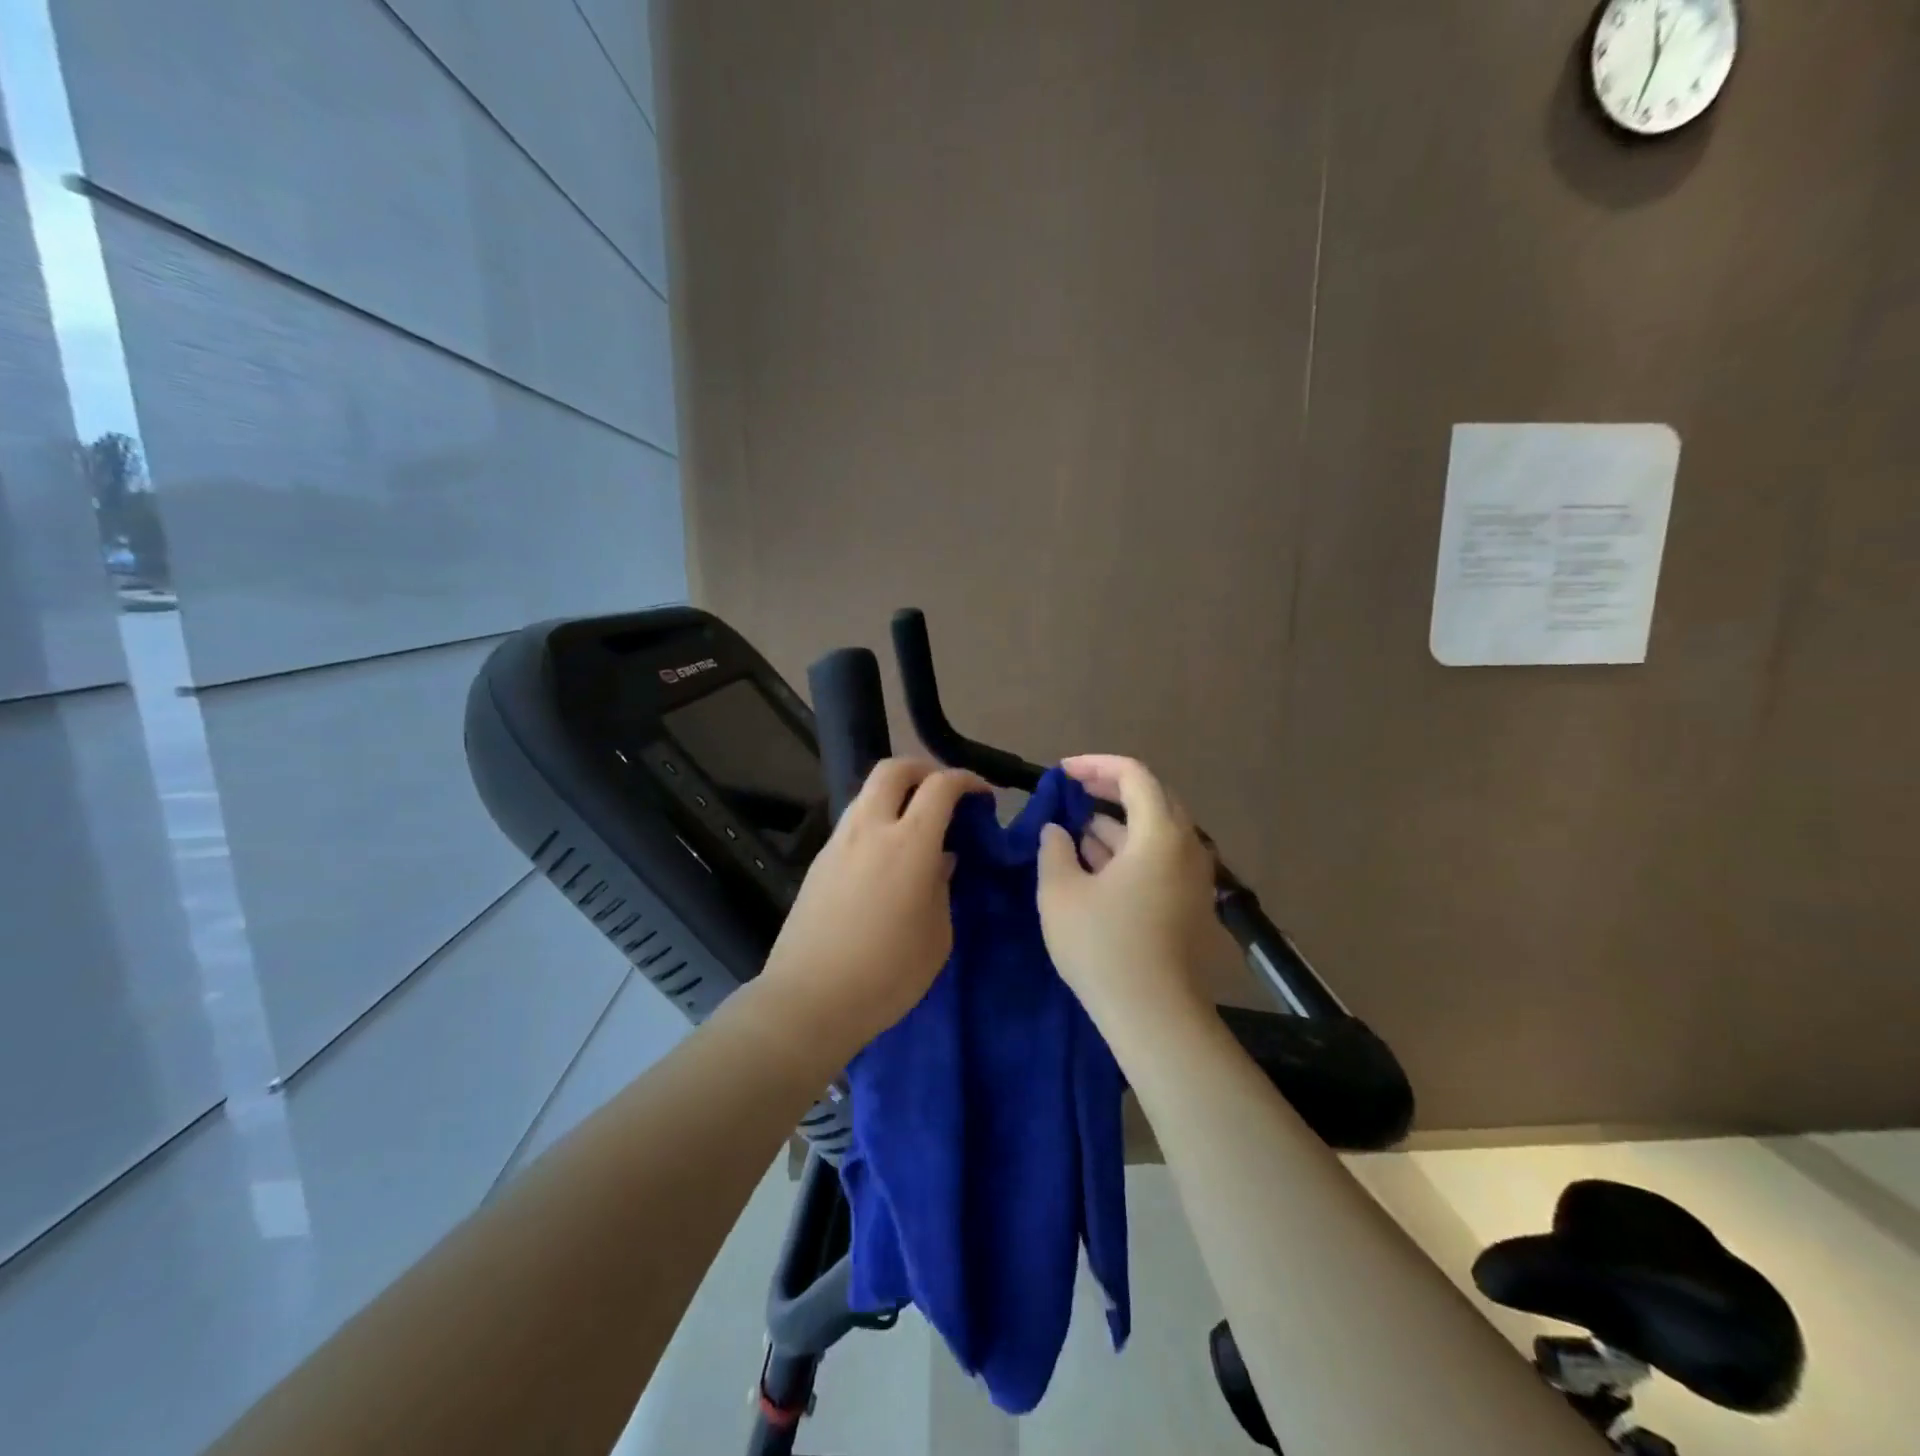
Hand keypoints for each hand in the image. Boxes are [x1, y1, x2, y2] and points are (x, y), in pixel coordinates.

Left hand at [759, 758, 988, 1057]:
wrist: (809, 1000)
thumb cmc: (887, 974)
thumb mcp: (937, 936)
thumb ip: (943, 887)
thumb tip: (940, 859)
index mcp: (909, 844)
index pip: (941, 786)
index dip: (967, 780)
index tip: (983, 796)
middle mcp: (870, 829)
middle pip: (894, 768)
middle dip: (924, 768)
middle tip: (945, 791)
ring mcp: (839, 842)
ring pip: (868, 791)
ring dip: (896, 792)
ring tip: (916, 823)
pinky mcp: (819, 861)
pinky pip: (853, 820)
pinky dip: (876, 819)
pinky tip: (887, 854)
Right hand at [1036, 754, 1216, 1030]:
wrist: (1155, 1017)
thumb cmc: (1103, 947)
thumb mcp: (1060, 893)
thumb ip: (1054, 850)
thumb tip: (1058, 831)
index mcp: (1160, 834)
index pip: (1134, 775)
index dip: (1095, 765)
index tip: (1061, 772)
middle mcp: (1186, 848)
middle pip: (1151, 799)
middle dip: (1108, 790)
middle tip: (1071, 792)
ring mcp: (1192, 878)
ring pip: (1154, 833)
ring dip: (1115, 824)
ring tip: (1074, 829)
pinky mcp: (1188, 904)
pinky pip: (1158, 860)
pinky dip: (1128, 851)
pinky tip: (1094, 864)